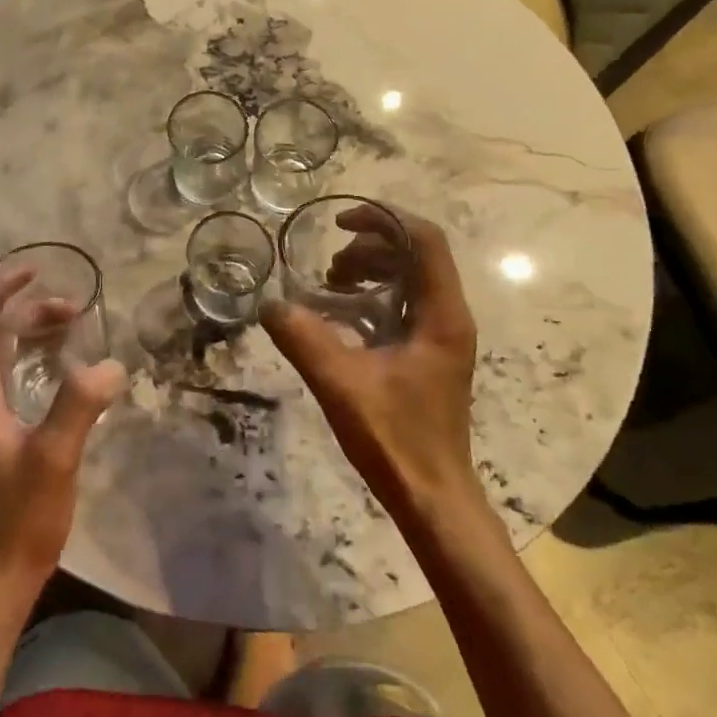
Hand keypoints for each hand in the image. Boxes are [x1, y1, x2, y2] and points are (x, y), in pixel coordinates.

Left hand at [0, 269, 125, 595]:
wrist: (0, 570)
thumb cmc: (21, 515)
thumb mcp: (54, 458)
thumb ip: (78, 406)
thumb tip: (110, 362)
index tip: (35, 271)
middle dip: (26, 307)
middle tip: (73, 305)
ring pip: (0, 349)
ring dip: (32, 329)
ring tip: (75, 324)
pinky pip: (12, 371)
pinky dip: (36, 353)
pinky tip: (67, 362)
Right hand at [261, 206, 485, 523]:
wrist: (432, 496)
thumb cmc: (395, 439)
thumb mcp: (341, 384)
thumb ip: (304, 339)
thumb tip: (269, 303)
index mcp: (441, 315)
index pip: (424, 240)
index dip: (383, 219)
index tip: (338, 225)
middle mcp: (448, 317)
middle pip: (415, 254)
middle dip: (369, 247)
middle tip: (329, 268)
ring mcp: (441, 335)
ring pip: (409, 278)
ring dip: (370, 270)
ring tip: (331, 285)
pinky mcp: (428, 353)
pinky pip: (402, 303)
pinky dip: (372, 295)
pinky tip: (340, 314)